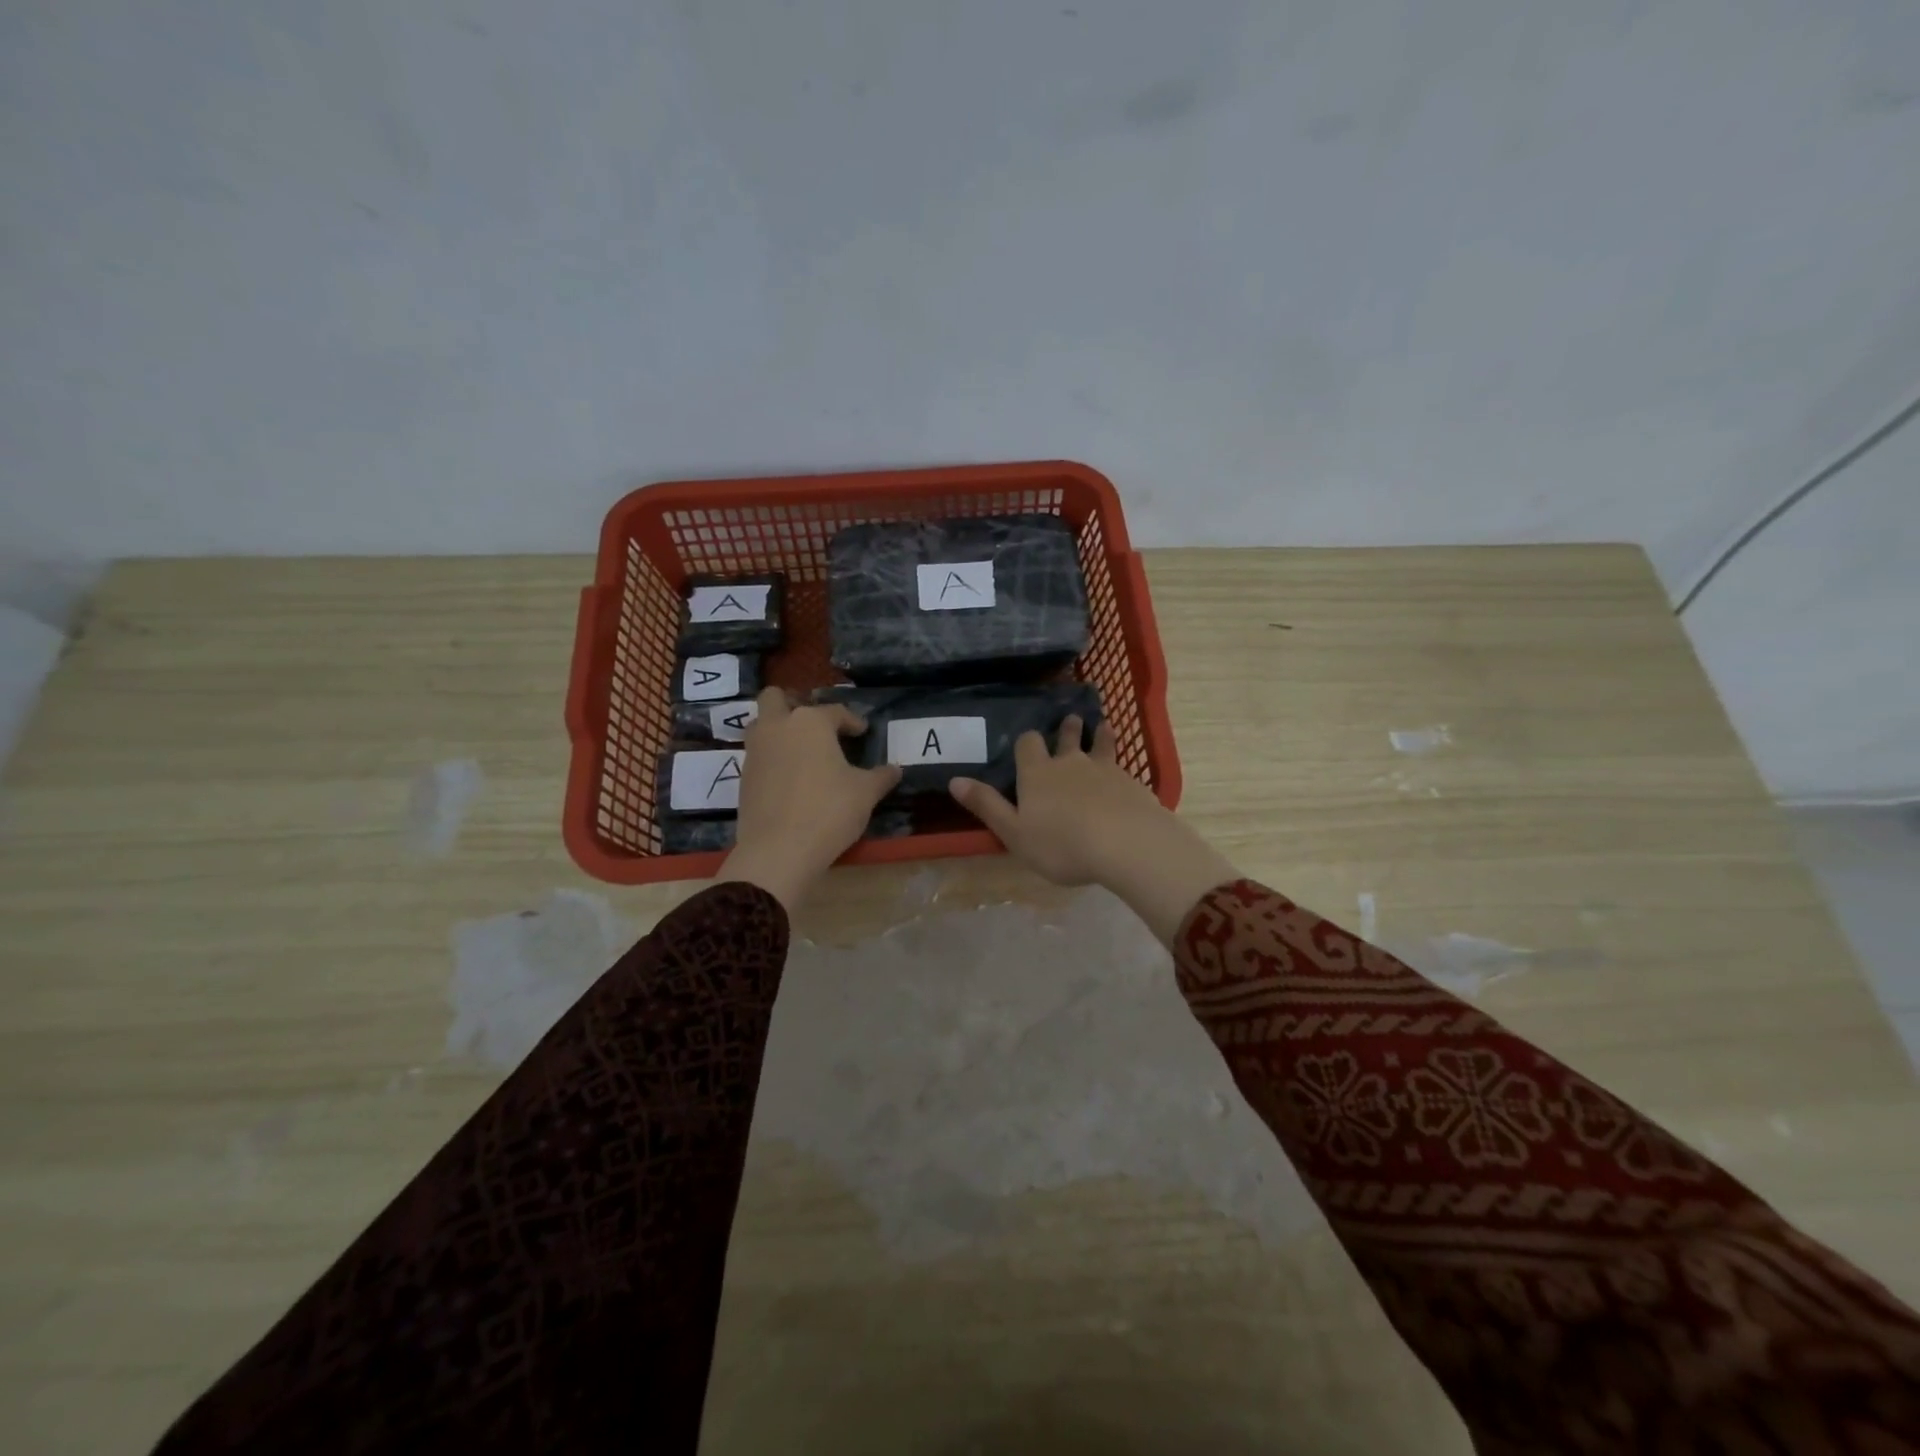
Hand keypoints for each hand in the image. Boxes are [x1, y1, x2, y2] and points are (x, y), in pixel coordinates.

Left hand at [722, 689, 900, 909]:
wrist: (779, 850)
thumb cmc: (829, 811)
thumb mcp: (866, 793)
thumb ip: (881, 776)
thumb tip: (895, 769)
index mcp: (811, 722)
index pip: (835, 711)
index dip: (852, 721)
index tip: (862, 732)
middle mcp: (778, 727)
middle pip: (776, 698)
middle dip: (793, 703)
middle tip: (815, 724)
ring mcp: (755, 751)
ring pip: (761, 725)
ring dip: (778, 729)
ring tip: (801, 749)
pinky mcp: (743, 777)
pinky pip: (758, 755)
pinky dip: (773, 758)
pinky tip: (790, 778)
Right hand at [949, 715, 1236, 944]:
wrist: (1126, 844)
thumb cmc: (1061, 844)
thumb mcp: (1014, 832)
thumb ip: (987, 806)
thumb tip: (954, 780)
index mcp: (1037, 773)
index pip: (1028, 743)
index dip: (1027, 741)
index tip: (1028, 741)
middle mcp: (1070, 762)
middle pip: (1068, 736)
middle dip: (1067, 728)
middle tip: (1071, 720)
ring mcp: (1104, 769)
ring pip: (1100, 743)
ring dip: (1099, 734)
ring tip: (1102, 726)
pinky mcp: (1131, 782)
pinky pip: (1123, 766)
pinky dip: (1120, 764)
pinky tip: (1124, 773)